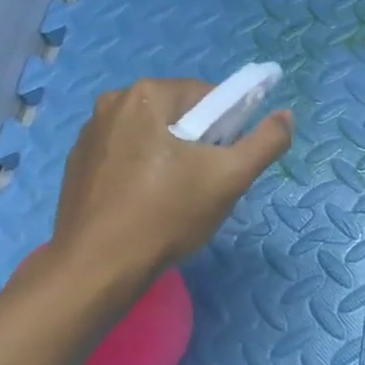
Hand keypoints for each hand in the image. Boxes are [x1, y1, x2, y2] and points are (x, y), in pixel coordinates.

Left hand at [45, 78, 292, 278]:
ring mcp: (90, 134)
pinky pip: (126, 156)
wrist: (96, 269)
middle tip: (205, 185)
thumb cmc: (166, 215)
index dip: (227, 128)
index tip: (226, 163)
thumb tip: (286, 116)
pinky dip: (142, 172)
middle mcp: (112, 103)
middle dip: (199, 144)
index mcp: (146, 94)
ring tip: (176, 200)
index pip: (208, 96)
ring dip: (171, 158)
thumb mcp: (230, 178)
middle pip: (179, 115)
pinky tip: (146, 205)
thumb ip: (266, 142)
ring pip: (152, 136)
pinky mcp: (77, 165)